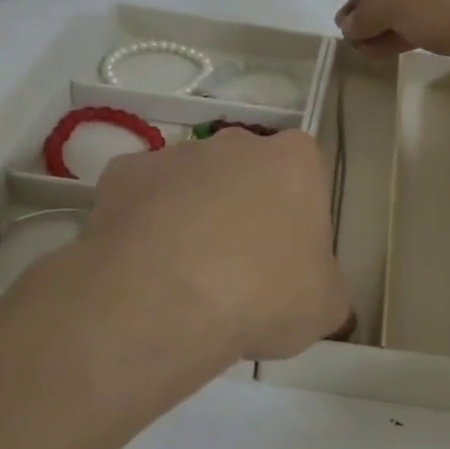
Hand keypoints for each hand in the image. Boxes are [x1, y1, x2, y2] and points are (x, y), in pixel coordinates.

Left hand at [23, 129, 349, 382]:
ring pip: (192, 183)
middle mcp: (237, 142)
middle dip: (243, 207)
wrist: (164, 302)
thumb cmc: (264, 294)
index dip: (296, 216)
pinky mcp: (123, 174)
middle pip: (246, 172)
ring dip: (192, 215)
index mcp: (295, 161)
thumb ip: (326, 286)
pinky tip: (143, 266)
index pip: (304, 176)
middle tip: (238, 267)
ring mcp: (176, 153)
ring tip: (184, 275)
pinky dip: (143, 224)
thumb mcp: (324, 305)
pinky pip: (141, 197)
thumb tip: (315, 293)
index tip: (287, 256)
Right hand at [327, 0, 449, 84]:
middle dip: (370, 3)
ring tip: (359, 47)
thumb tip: (349, 24)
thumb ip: (367, 12)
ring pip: (417, 0)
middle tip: (346, 27)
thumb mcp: (398, 3)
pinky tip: (383, 53)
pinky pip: (434, 19)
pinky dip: (408, 33)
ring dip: (386, 23)